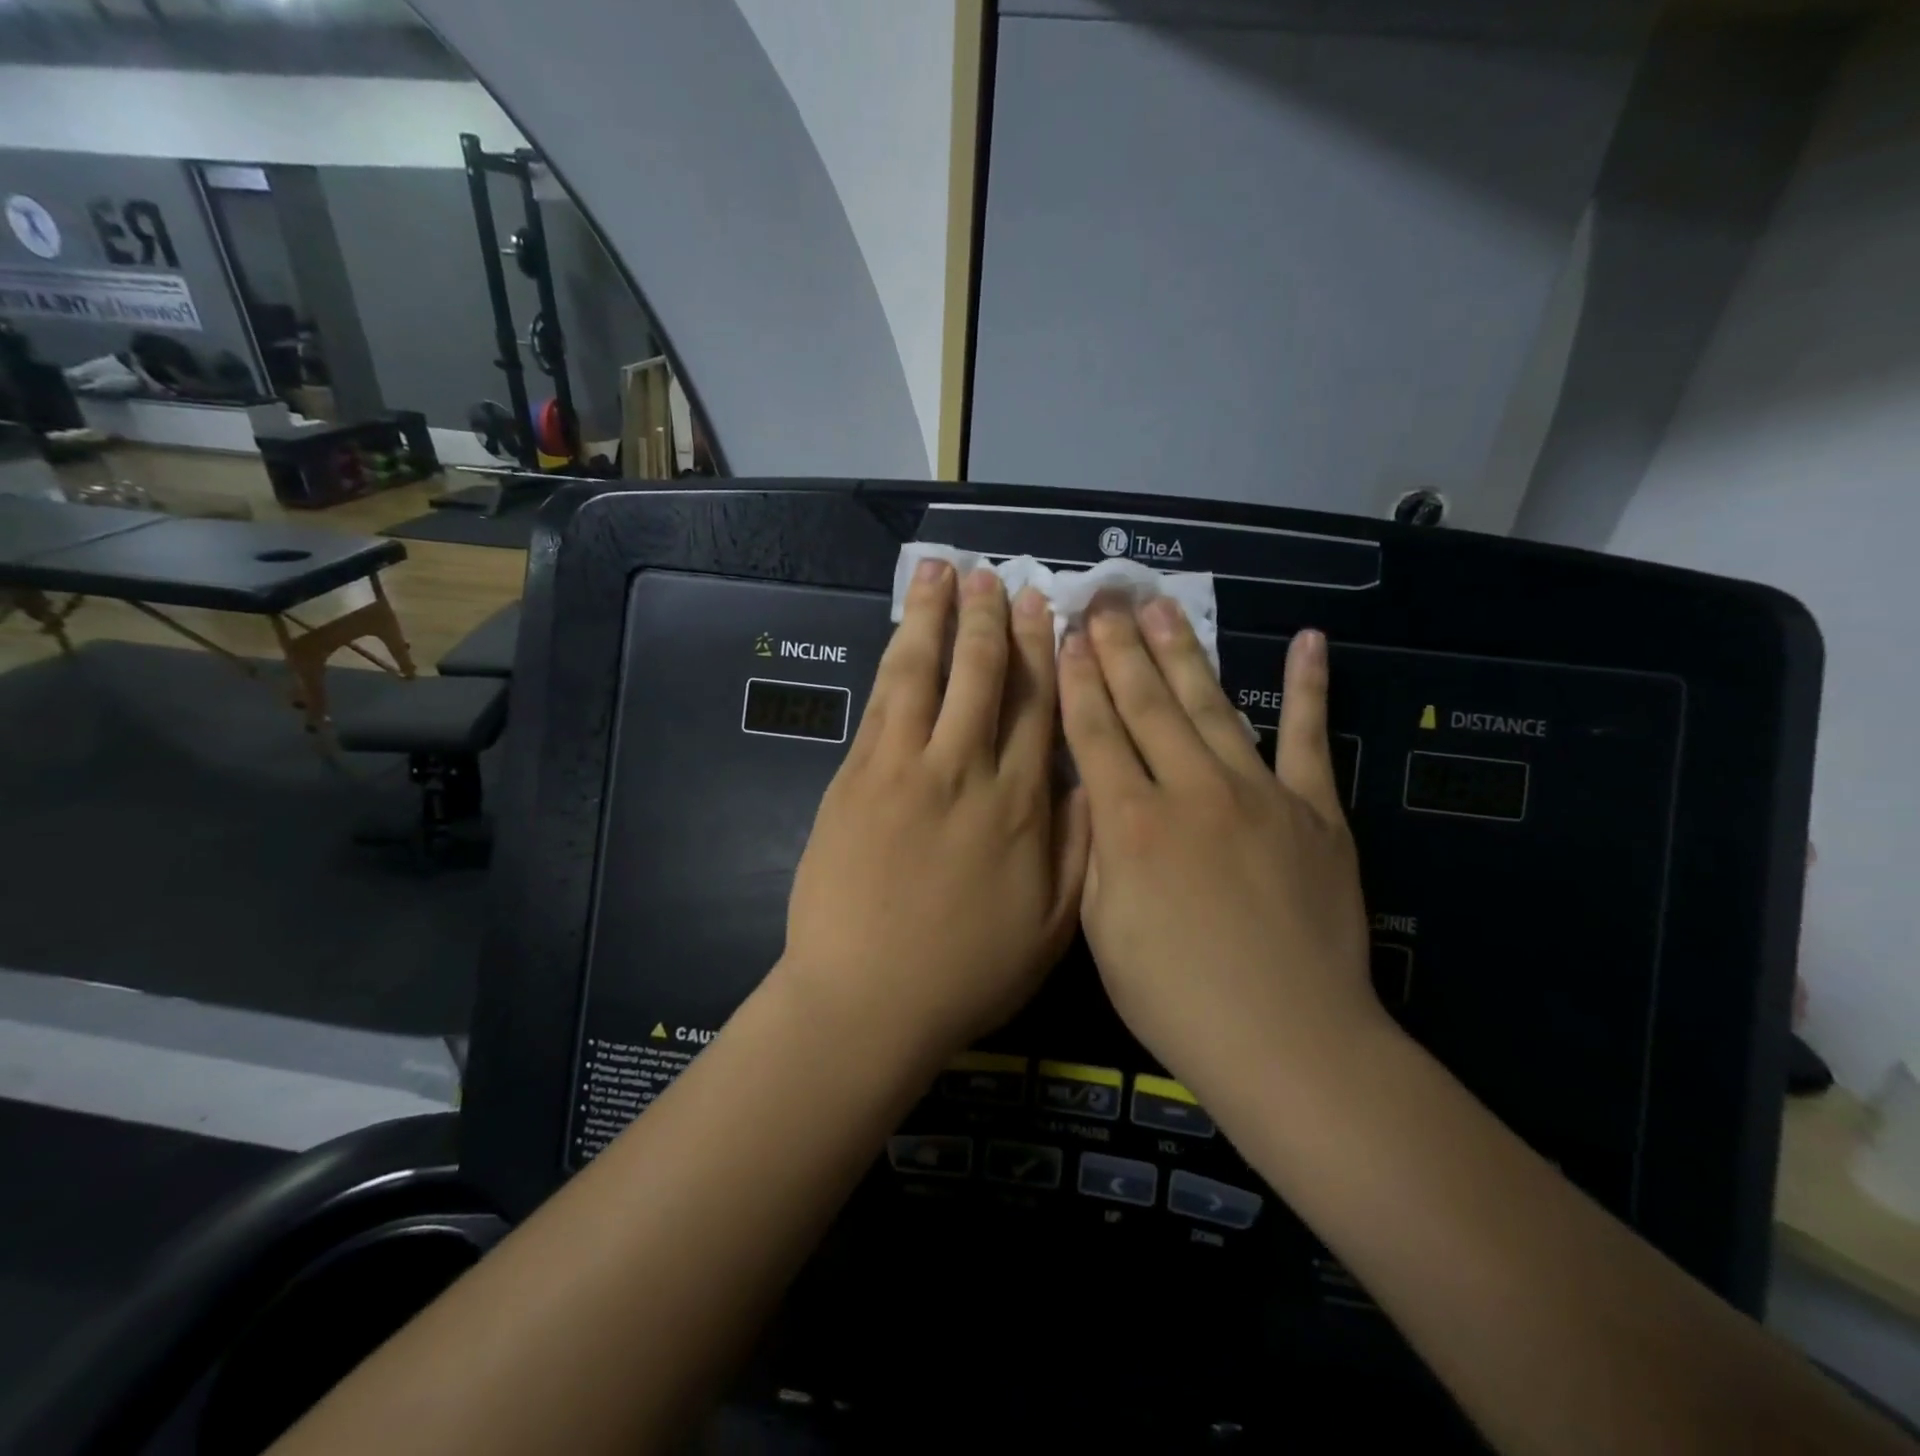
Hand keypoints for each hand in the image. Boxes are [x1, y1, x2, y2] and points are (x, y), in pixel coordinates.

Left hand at [780, 560, 1089, 1062]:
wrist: (867, 1000)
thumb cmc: (966, 973)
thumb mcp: (1052, 926)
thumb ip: (1078, 845)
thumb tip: (1093, 776)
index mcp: (1021, 806)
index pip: (1041, 709)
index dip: (1043, 653)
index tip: (1046, 609)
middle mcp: (967, 771)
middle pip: (984, 677)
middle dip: (991, 620)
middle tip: (996, 576)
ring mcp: (905, 768)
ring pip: (926, 673)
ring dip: (936, 617)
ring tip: (942, 571)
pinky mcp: (857, 776)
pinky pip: (882, 702)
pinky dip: (894, 658)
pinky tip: (901, 631)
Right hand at [1058, 598, 1383, 1108]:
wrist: (1287, 1039)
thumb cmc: (1176, 997)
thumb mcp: (1102, 930)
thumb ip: (1095, 851)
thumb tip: (1091, 794)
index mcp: (1131, 824)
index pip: (1096, 733)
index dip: (1078, 681)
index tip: (1069, 634)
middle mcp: (1191, 791)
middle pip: (1148, 705)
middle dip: (1120, 649)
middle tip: (1106, 599)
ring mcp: (1259, 795)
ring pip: (1212, 706)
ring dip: (1185, 653)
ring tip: (1163, 608)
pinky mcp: (1315, 812)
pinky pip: (1310, 739)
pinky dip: (1312, 689)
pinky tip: (1309, 641)